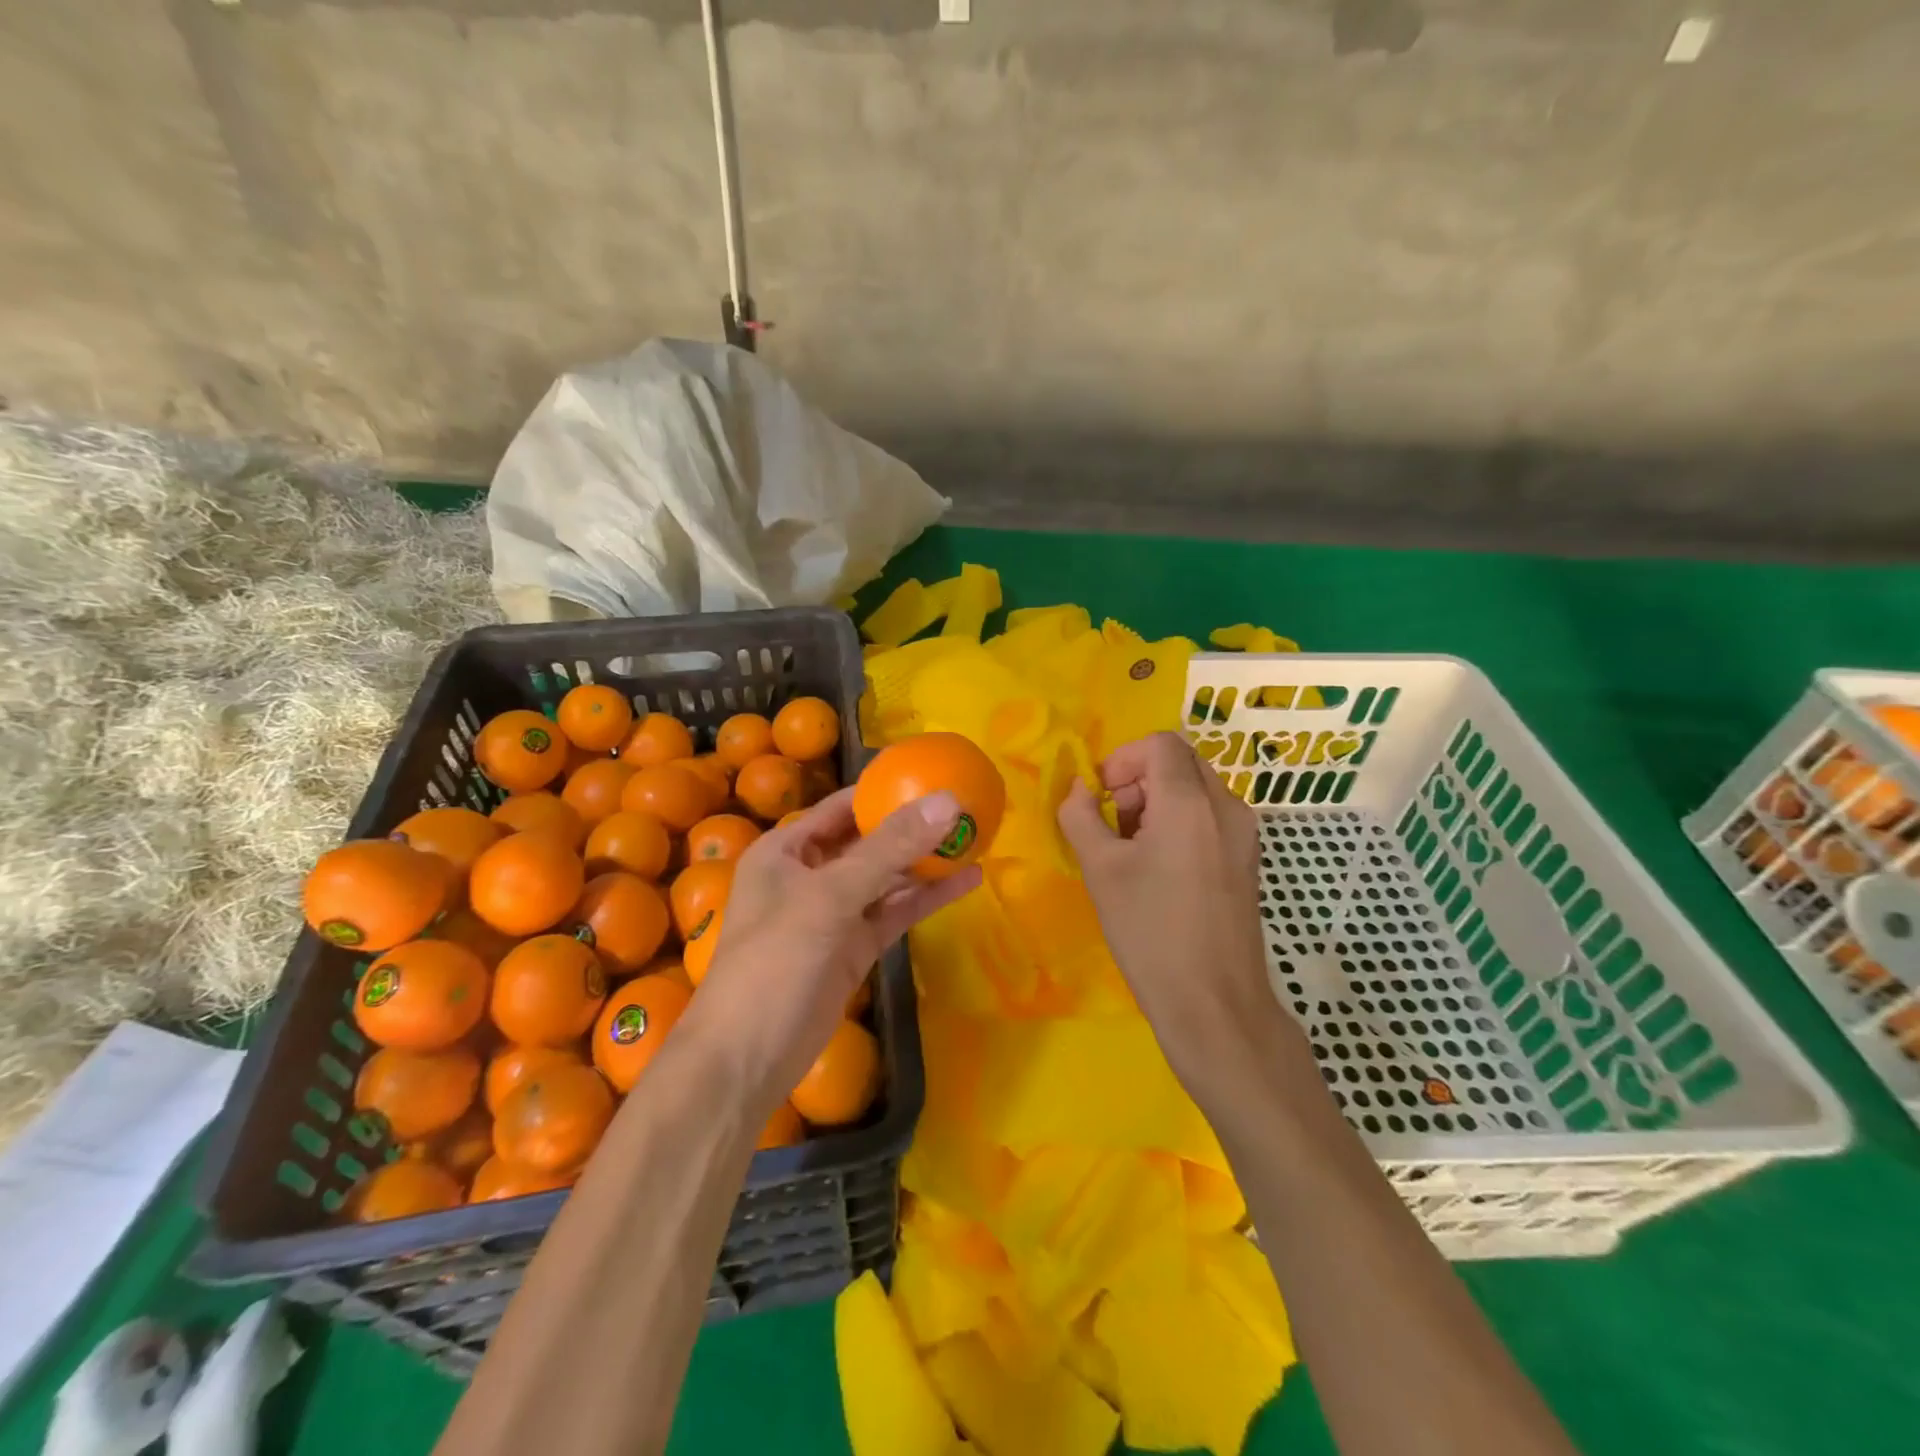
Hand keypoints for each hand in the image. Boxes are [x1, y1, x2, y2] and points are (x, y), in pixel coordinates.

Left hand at [685, 786, 982, 1114]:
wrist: (748, 1059)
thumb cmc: (776, 961)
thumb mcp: (831, 896)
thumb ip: (889, 848)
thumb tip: (947, 800)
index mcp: (787, 850)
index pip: (842, 806)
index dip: (884, 789)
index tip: (932, 773)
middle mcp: (810, 874)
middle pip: (868, 839)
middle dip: (913, 825)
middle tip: (966, 806)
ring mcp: (834, 913)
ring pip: (886, 877)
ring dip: (925, 861)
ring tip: (976, 837)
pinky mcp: (855, 947)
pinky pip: (894, 911)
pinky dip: (927, 897)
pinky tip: (967, 882)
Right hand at [1056, 731, 1294, 1087]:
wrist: (1214, 1003)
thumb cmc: (1151, 931)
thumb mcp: (1101, 870)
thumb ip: (1081, 816)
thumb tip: (1078, 790)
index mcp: (1191, 802)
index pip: (1160, 743)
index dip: (1122, 758)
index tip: (1102, 797)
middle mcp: (1226, 807)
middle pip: (1179, 762)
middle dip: (1139, 780)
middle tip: (1114, 823)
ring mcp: (1243, 835)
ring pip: (1195, 789)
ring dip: (1157, 801)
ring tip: (1131, 851)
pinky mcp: (1246, 860)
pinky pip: (1209, 817)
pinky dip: (1179, 823)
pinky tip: (1159, 869)